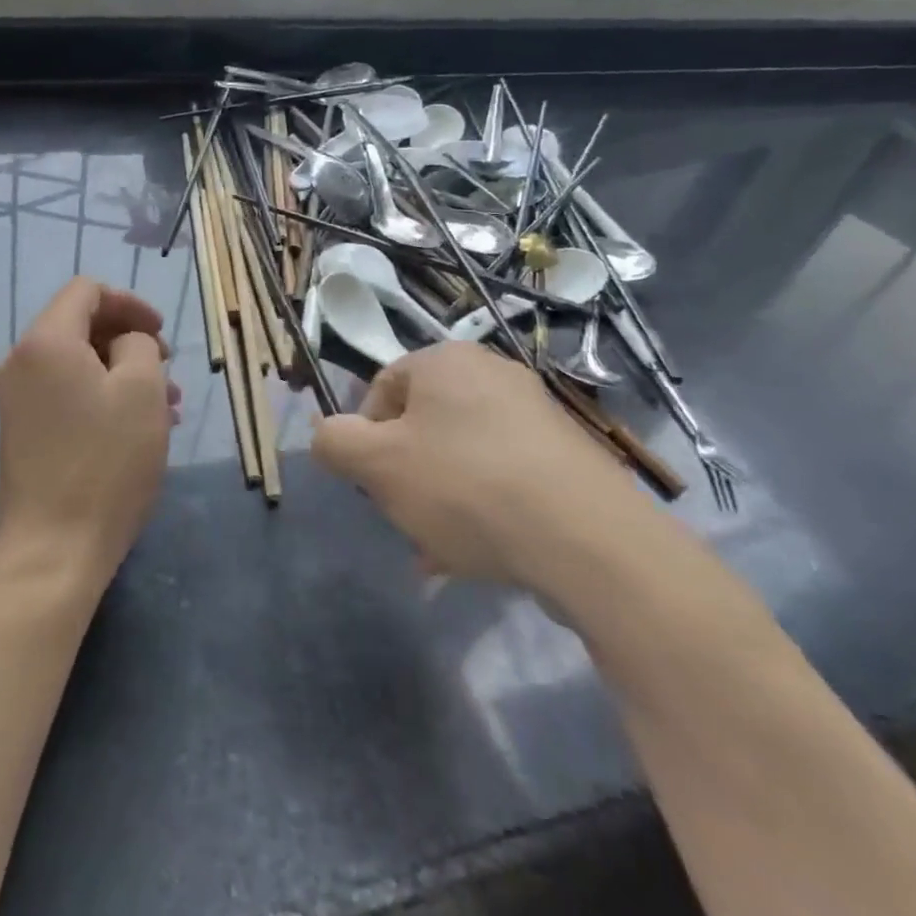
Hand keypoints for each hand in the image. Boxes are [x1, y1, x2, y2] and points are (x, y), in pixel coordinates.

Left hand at [0, 277, 179, 587]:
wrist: (52, 548)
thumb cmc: (105, 462)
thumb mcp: (141, 390)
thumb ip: (138, 344)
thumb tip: (124, 343)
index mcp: (47, 341)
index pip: (87, 291)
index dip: (130, 303)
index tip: (161, 334)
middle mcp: (23, 361)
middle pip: (80, 325)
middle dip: (129, 340)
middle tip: (168, 371)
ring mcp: (19, 399)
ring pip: (78, 364)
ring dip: (122, 373)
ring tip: (167, 406)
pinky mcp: (24, 431)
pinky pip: (67, 394)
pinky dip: (102, 397)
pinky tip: (138, 428)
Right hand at [312, 342, 645, 588]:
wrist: (590, 543)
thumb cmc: (465, 486)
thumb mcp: (376, 464)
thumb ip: (334, 442)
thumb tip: (325, 434)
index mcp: (446, 360)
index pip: (382, 388)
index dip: (365, 436)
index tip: (372, 482)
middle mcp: (493, 374)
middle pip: (423, 424)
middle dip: (405, 474)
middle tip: (404, 517)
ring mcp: (537, 415)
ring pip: (462, 456)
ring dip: (440, 499)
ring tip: (438, 550)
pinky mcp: (569, 457)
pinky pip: (505, 477)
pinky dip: (483, 509)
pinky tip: (478, 555)